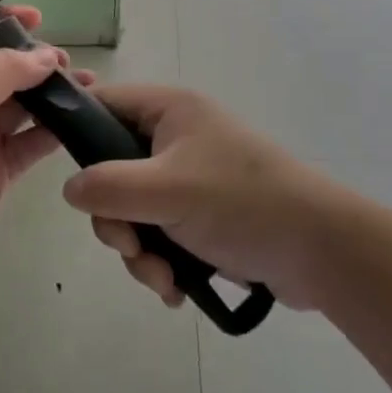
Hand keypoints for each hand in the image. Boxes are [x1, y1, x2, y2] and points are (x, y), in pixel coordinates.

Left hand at [0, 6, 72, 301]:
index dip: (2, 24)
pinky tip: (82, 115)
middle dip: (34, 58)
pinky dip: (56, 128)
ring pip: (23, 103)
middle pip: (2, 68)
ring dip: (52, 91)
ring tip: (86, 82)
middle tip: (65, 59)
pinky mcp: (1, 169)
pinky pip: (33, 140)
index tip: (37, 18)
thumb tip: (45, 56)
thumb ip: (1, 70)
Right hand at [61, 84, 369, 311]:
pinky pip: (159, 234)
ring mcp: (189, 180)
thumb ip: (108, 187)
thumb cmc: (242, 203)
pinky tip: (176, 288)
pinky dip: (161, 263)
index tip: (68, 175)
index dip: (77, 131)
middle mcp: (175, 139)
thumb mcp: (167, 190)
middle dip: (116, 219)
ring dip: (139, 251)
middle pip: (112, 170)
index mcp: (169, 112)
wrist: (323, 252)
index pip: (104, 104)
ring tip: (163, 278)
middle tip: (130, 245)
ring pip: (133, 211)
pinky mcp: (203, 217)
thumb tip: (70, 190)